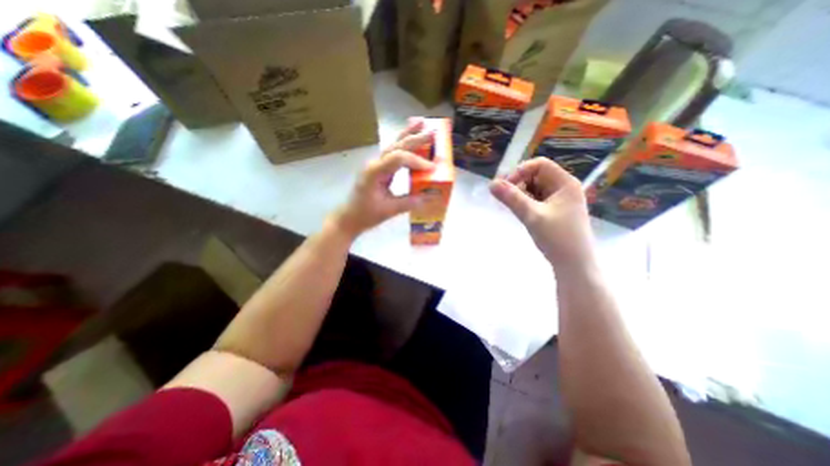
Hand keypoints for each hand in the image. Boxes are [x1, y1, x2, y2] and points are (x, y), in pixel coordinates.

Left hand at [331, 120, 435, 237]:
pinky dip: (404, 146)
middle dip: (415, 138)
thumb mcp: (389, 210)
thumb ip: (409, 202)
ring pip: (393, 146)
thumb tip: (430, 196)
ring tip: (421, 123)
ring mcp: (376, 165)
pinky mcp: (379, 169)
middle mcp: (375, 164)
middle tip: (432, 131)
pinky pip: (393, 154)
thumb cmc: (366, 214)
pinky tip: (410, 138)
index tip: (432, 168)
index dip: (417, 161)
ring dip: (408, 135)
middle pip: (396, 146)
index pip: (398, 159)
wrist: (350, 217)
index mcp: (375, 172)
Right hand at [492, 157, 595, 269]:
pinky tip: (522, 213)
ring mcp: (560, 199)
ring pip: (535, 188)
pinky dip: (527, 203)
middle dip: (519, 184)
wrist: (574, 264)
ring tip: (516, 209)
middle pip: (536, 175)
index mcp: (565, 183)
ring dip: (521, 194)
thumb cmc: (557, 238)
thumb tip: (491, 183)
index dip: (520, 171)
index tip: (506, 187)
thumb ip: (511, 198)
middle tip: (507, 200)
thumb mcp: (531, 216)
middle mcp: (564, 187)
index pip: (539, 164)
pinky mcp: (556, 210)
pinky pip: (537, 199)